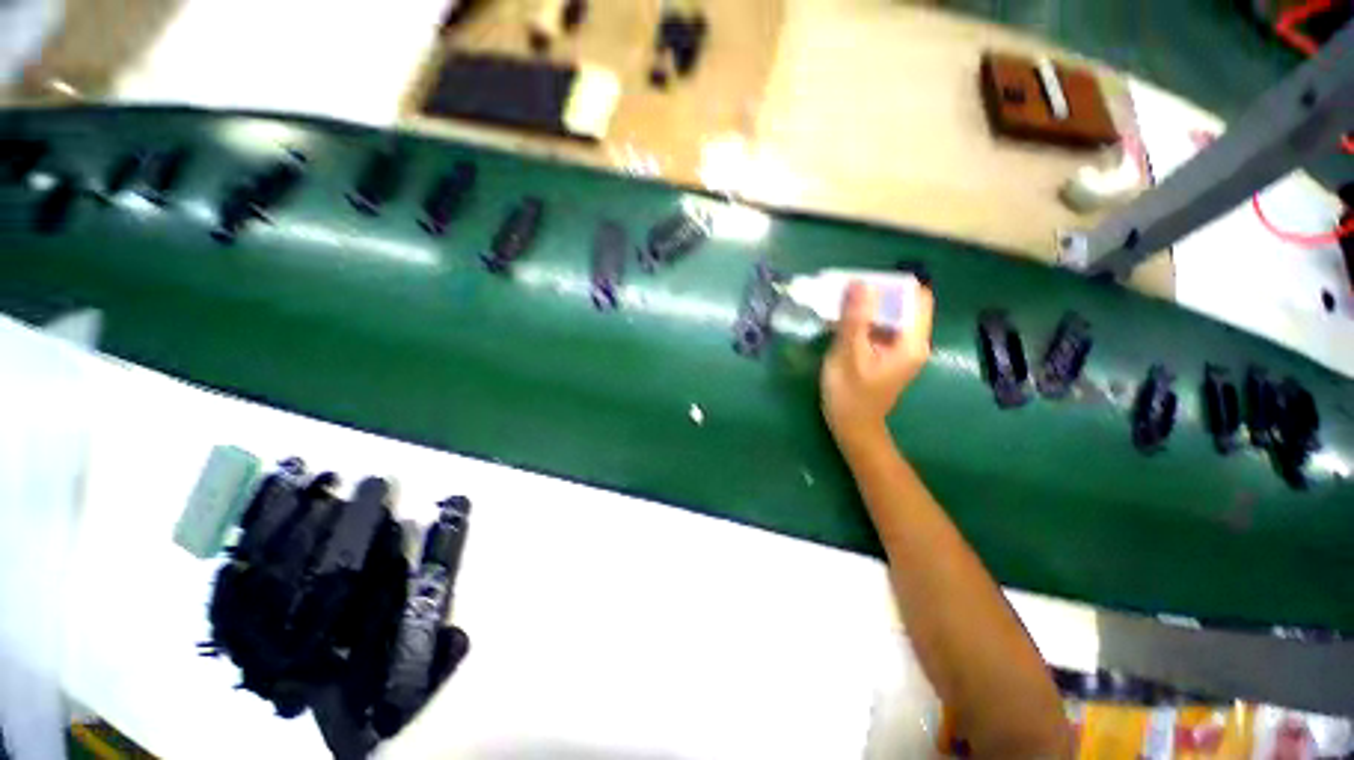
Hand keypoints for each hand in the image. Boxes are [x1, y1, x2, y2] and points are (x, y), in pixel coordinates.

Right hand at [821, 281, 933, 450]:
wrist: (852, 427)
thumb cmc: (850, 394)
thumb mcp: (849, 355)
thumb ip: (855, 319)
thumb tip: (861, 283)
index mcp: (912, 342)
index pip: (916, 297)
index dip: (892, 284)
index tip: (862, 283)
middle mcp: (913, 342)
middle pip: (903, 304)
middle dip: (876, 294)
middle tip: (845, 291)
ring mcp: (901, 349)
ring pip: (890, 315)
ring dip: (867, 307)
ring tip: (840, 303)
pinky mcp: (887, 355)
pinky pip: (880, 328)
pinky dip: (864, 321)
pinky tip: (842, 323)